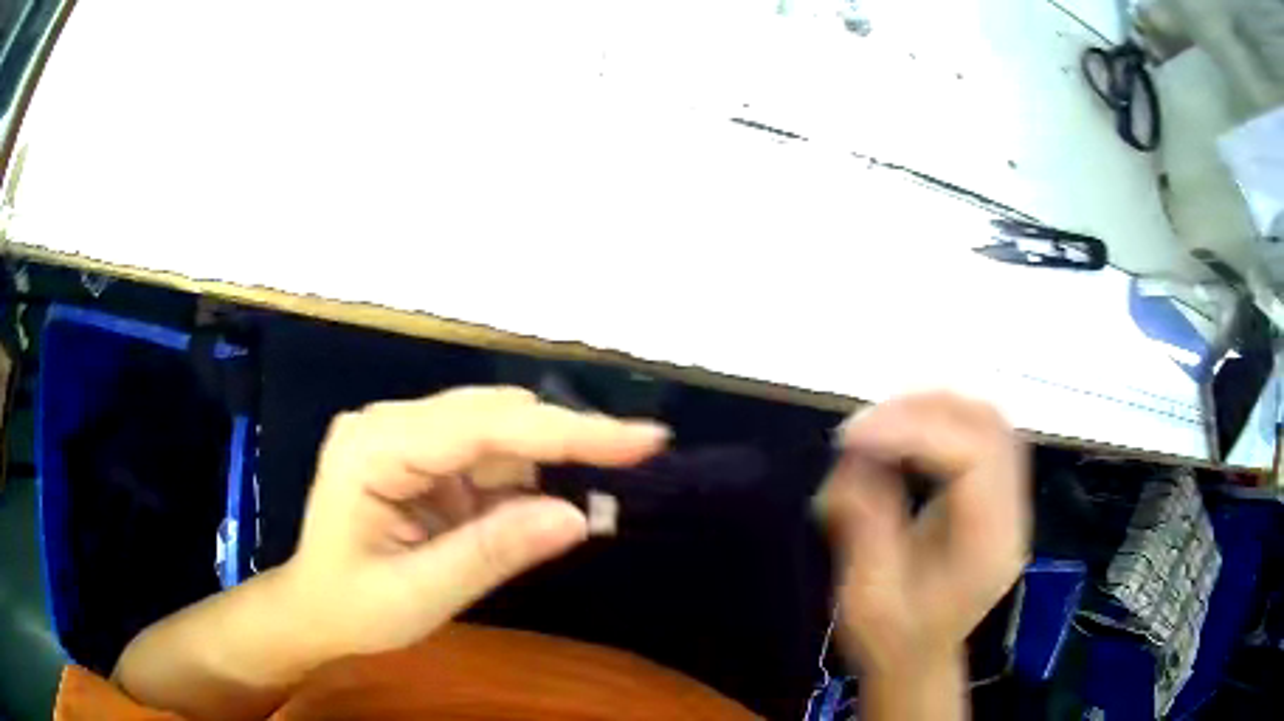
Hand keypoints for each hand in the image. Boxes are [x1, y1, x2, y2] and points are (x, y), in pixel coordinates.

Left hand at [113, 386, 668, 720]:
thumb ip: (492, 552)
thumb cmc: (353, 608)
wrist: (314, 608)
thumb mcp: (420, 595)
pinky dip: (519, 477)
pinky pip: (483, 451)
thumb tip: (577, 517)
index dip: (566, 430)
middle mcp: (387, 422)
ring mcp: (401, 432)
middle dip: (565, 440)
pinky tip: (528, 509)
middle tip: (637, 458)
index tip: (642, 437)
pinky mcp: (417, 450)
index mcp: (373, 448)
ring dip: (542, 463)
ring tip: (575, 504)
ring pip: (494, 428)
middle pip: (493, 415)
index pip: (482, 426)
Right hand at [818, 393, 1029, 679]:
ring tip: (880, 424)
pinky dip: (941, 422)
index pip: (974, 456)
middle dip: (924, 410)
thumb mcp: (868, 596)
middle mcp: (1011, 515)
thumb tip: (855, 455)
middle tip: (864, 424)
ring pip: (988, 421)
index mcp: (988, 546)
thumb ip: (866, 522)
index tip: (853, 436)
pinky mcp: (995, 497)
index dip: (914, 431)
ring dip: (933, 409)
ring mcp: (1010, 502)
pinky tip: (904, 435)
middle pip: (989, 425)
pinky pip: (979, 436)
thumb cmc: (892, 642)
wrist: (919, 664)